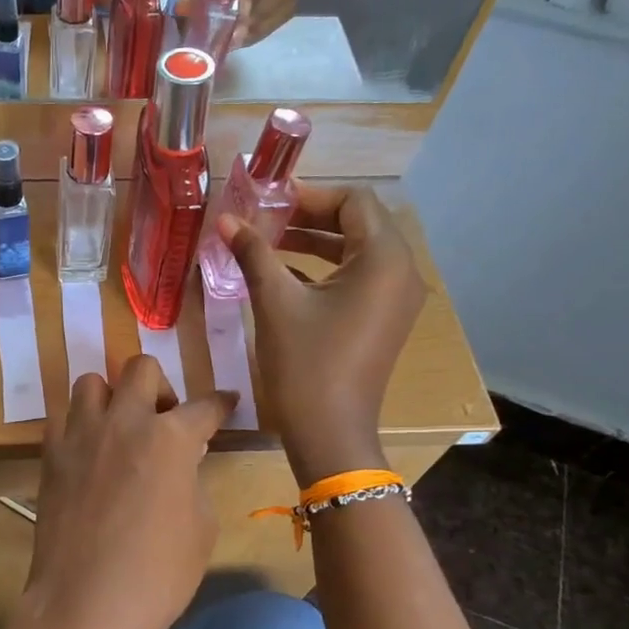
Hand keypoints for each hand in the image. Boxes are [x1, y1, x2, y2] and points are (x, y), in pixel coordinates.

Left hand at [16, 358, 234, 628]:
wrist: (86, 603)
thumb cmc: (158, 574)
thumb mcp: (201, 526)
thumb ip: (192, 479)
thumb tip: (181, 463)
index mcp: (170, 437)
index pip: (204, 406)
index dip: (220, 403)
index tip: (227, 401)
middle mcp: (124, 421)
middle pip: (141, 368)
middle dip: (160, 385)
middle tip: (164, 418)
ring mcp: (81, 434)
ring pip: (92, 382)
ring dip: (112, 397)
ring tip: (119, 428)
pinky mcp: (50, 455)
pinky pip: (62, 417)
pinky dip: (79, 424)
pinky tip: (89, 451)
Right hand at [219, 184, 426, 486]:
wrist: (330, 432)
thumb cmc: (305, 363)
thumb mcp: (275, 301)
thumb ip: (253, 253)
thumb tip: (226, 219)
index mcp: (384, 259)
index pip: (354, 201)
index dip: (310, 195)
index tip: (269, 201)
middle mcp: (401, 271)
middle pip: (358, 223)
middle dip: (310, 217)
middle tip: (265, 219)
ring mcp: (396, 298)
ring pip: (357, 251)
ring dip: (315, 242)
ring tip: (269, 244)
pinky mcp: (385, 319)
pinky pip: (359, 277)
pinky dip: (325, 269)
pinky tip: (285, 274)